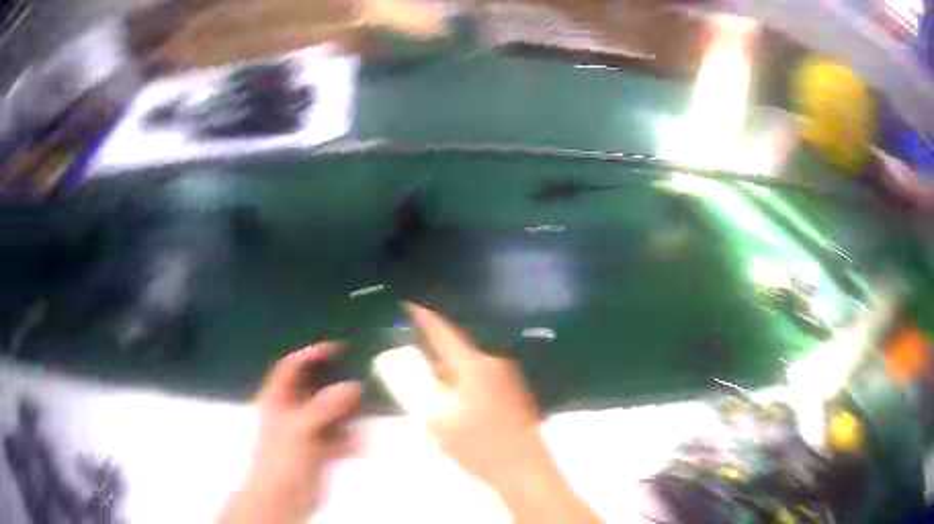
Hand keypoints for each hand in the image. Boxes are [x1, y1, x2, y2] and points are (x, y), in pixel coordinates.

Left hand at [218, 343, 361, 523]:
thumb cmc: (282, 457)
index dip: (310, 354)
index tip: (337, 348)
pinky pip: (340, 438)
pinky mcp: (320, 451)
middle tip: (360, 382)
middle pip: (316, 389)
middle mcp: (292, 411)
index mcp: (278, 399)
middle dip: (337, 387)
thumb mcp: (300, 427)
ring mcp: (307, 432)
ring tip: (364, 414)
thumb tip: (353, 385)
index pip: (292, 367)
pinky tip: (357, 446)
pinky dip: (349, 440)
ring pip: (332, 414)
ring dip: (347, 415)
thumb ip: (325, 406)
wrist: (282, 498)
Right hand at [406, 304, 548, 488]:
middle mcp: (494, 365)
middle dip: (436, 357)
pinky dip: (467, 386)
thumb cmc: (480, 449)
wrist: (525, 470)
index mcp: (474, 368)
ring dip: (452, 375)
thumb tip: (418, 384)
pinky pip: (484, 380)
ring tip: (435, 395)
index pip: (445, 334)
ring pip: (471, 368)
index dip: (425, 318)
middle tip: (415, 368)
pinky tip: (460, 408)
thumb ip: (424, 400)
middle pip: (458, 352)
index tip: (409, 305)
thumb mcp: (440, 426)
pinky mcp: (517, 394)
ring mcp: (509, 379)